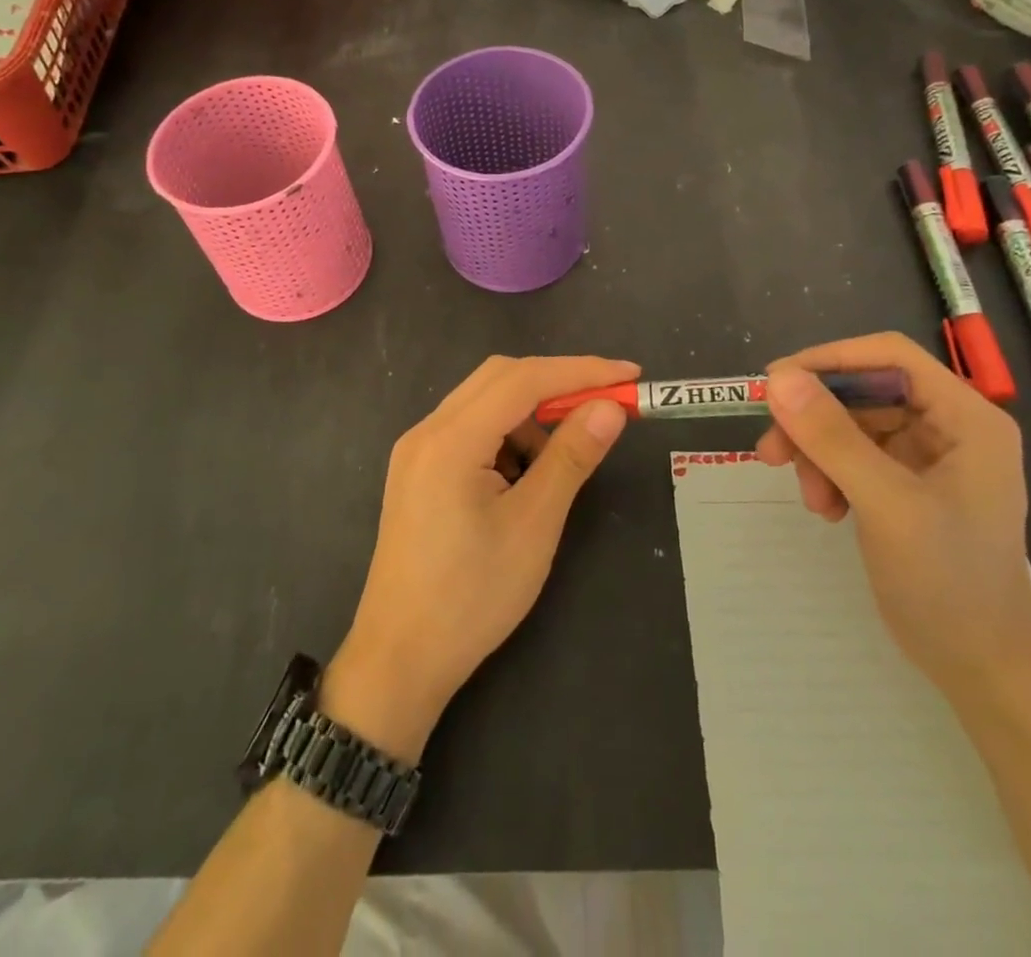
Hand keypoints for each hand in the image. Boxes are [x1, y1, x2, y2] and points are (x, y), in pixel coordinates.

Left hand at [322, 355, 637, 761]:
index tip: (630, 374)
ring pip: (484, 403)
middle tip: (604, 409)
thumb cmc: (472, 597)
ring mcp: (416, 450)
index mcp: (450, 440)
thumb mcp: (533, 525)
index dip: (581, 371)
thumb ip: (571, 457)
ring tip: (554, 470)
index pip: (523, 380)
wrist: (400, 659)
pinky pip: (469, 430)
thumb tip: (610, 408)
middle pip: (499, 378)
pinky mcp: (417, 470)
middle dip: (556, 386)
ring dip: (529, 418)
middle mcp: (427, 430)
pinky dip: (505, 439)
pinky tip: (520, 482)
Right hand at [755, 333, 1030, 701]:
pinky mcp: (906, 485)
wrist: (981, 669)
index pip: (889, 356)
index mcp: (966, 418)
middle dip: (815, 419)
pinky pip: (853, 457)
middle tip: (771, 449)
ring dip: (818, 453)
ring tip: (807, 495)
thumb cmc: (948, 582)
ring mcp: (928, 458)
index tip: (776, 384)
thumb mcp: (886, 504)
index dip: (830, 361)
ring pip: (851, 425)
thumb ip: (833, 439)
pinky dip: (829, 475)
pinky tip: (826, 509)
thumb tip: (778, 379)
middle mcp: (949, 427)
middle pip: (864, 392)